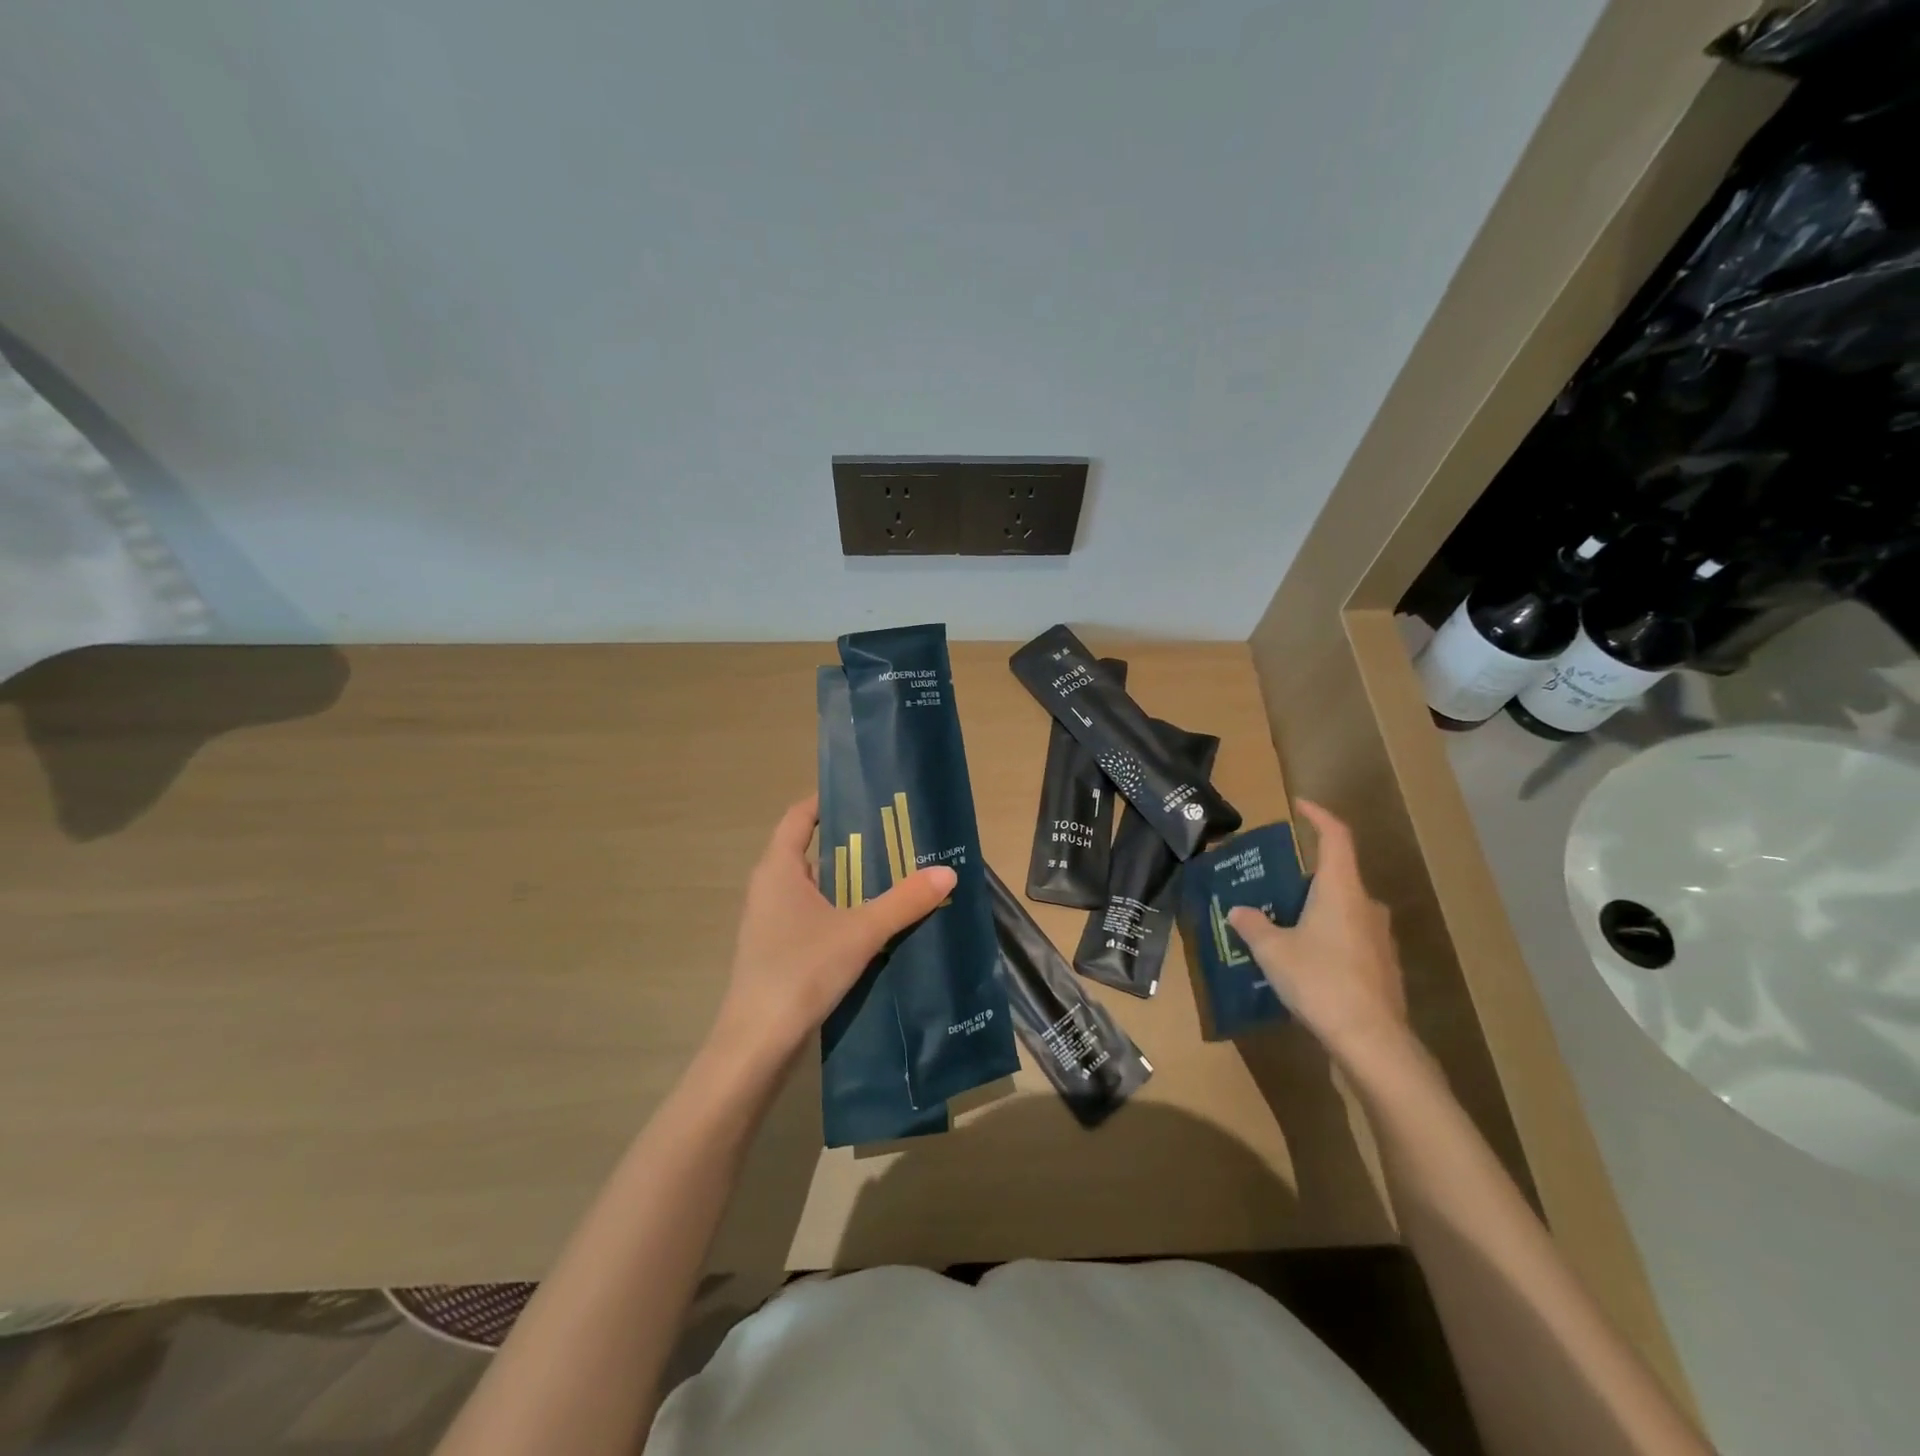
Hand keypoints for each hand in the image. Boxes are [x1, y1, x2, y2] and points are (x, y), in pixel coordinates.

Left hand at [709, 795, 955, 1066]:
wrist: (757, 1045)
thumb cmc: (801, 972)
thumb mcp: (860, 932)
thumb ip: (904, 901)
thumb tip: (947, 872)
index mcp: (778, 869)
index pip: (799, 816)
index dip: (829, 801)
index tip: (867, 798)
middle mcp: (769, 887)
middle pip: (812, 850)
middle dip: (853, 844)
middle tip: (897, 839)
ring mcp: (770, 921)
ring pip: (815, 887)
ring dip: (850, 881)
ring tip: (895, 878)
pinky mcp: (778, 949)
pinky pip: (813, 915)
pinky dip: (841, 910)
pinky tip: (874, 925)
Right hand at [1227, 800, 1410, 1066]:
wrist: (1371, 1040)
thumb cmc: (1320, 981)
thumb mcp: (1273, 951)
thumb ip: (1253, 925)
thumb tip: (1238, 911)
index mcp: (1341, 890)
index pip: (1336, 837)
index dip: (1319, 816)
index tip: (1299, 805)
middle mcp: (1365, 905)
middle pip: (1337, 875)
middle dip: (1304, 876)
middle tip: (1271, 884)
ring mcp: (1379, 937)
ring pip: (1343, 908)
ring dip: (1315, 909)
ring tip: (1282, 923)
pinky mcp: (1382, 965)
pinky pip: (1350, 936)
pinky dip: (1327, 936)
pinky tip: (1304, 959)